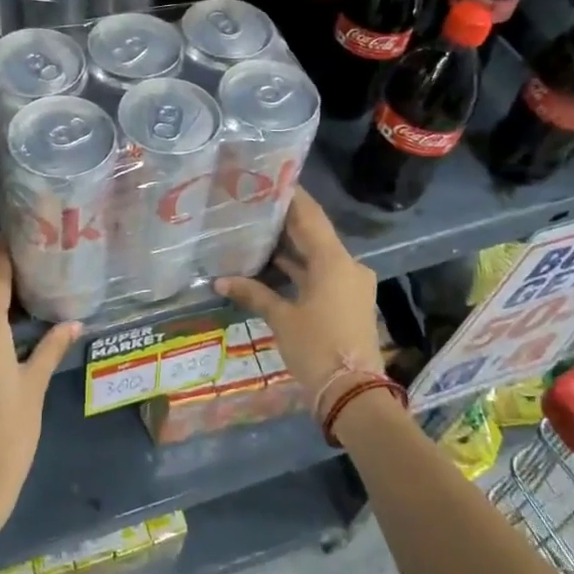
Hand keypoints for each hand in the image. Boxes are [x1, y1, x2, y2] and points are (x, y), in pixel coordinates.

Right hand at [214, 188, 381, 400]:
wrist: (354, 393)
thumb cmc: (317, 348)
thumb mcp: (281, 319)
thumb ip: (253, 293)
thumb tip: (219, 281)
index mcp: (334, 261)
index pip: (310, 216)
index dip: (291, 197)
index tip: (270, 179)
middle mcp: (348, 265)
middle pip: (315, 234)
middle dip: (287, 221)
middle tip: (256, 204)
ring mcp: (351, 284)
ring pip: (318, 256)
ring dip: (293, 247)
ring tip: (259, 231)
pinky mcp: (349, 301)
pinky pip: (323, 274)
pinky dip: (301, 269)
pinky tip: (274, 266)